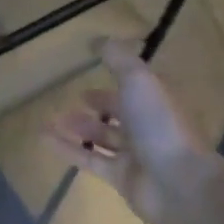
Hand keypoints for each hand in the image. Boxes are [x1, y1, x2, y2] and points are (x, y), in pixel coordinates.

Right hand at [47, 39, 219, 223]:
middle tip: (73, 99)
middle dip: (98, 105)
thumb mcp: (139, 81)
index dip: (117, 78)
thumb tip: (98, 39)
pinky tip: (45, 140)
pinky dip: (68, 149)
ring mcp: (135, 155)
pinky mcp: (120, 178)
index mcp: (158, 101)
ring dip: (78, 127)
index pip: (136, 86)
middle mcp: (148, 126)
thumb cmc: (160, 125)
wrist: (178, 183)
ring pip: (103, 137)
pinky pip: (90, 160)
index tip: (93, 71)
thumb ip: (118, 59)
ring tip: (51, 120)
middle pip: (121, 113)